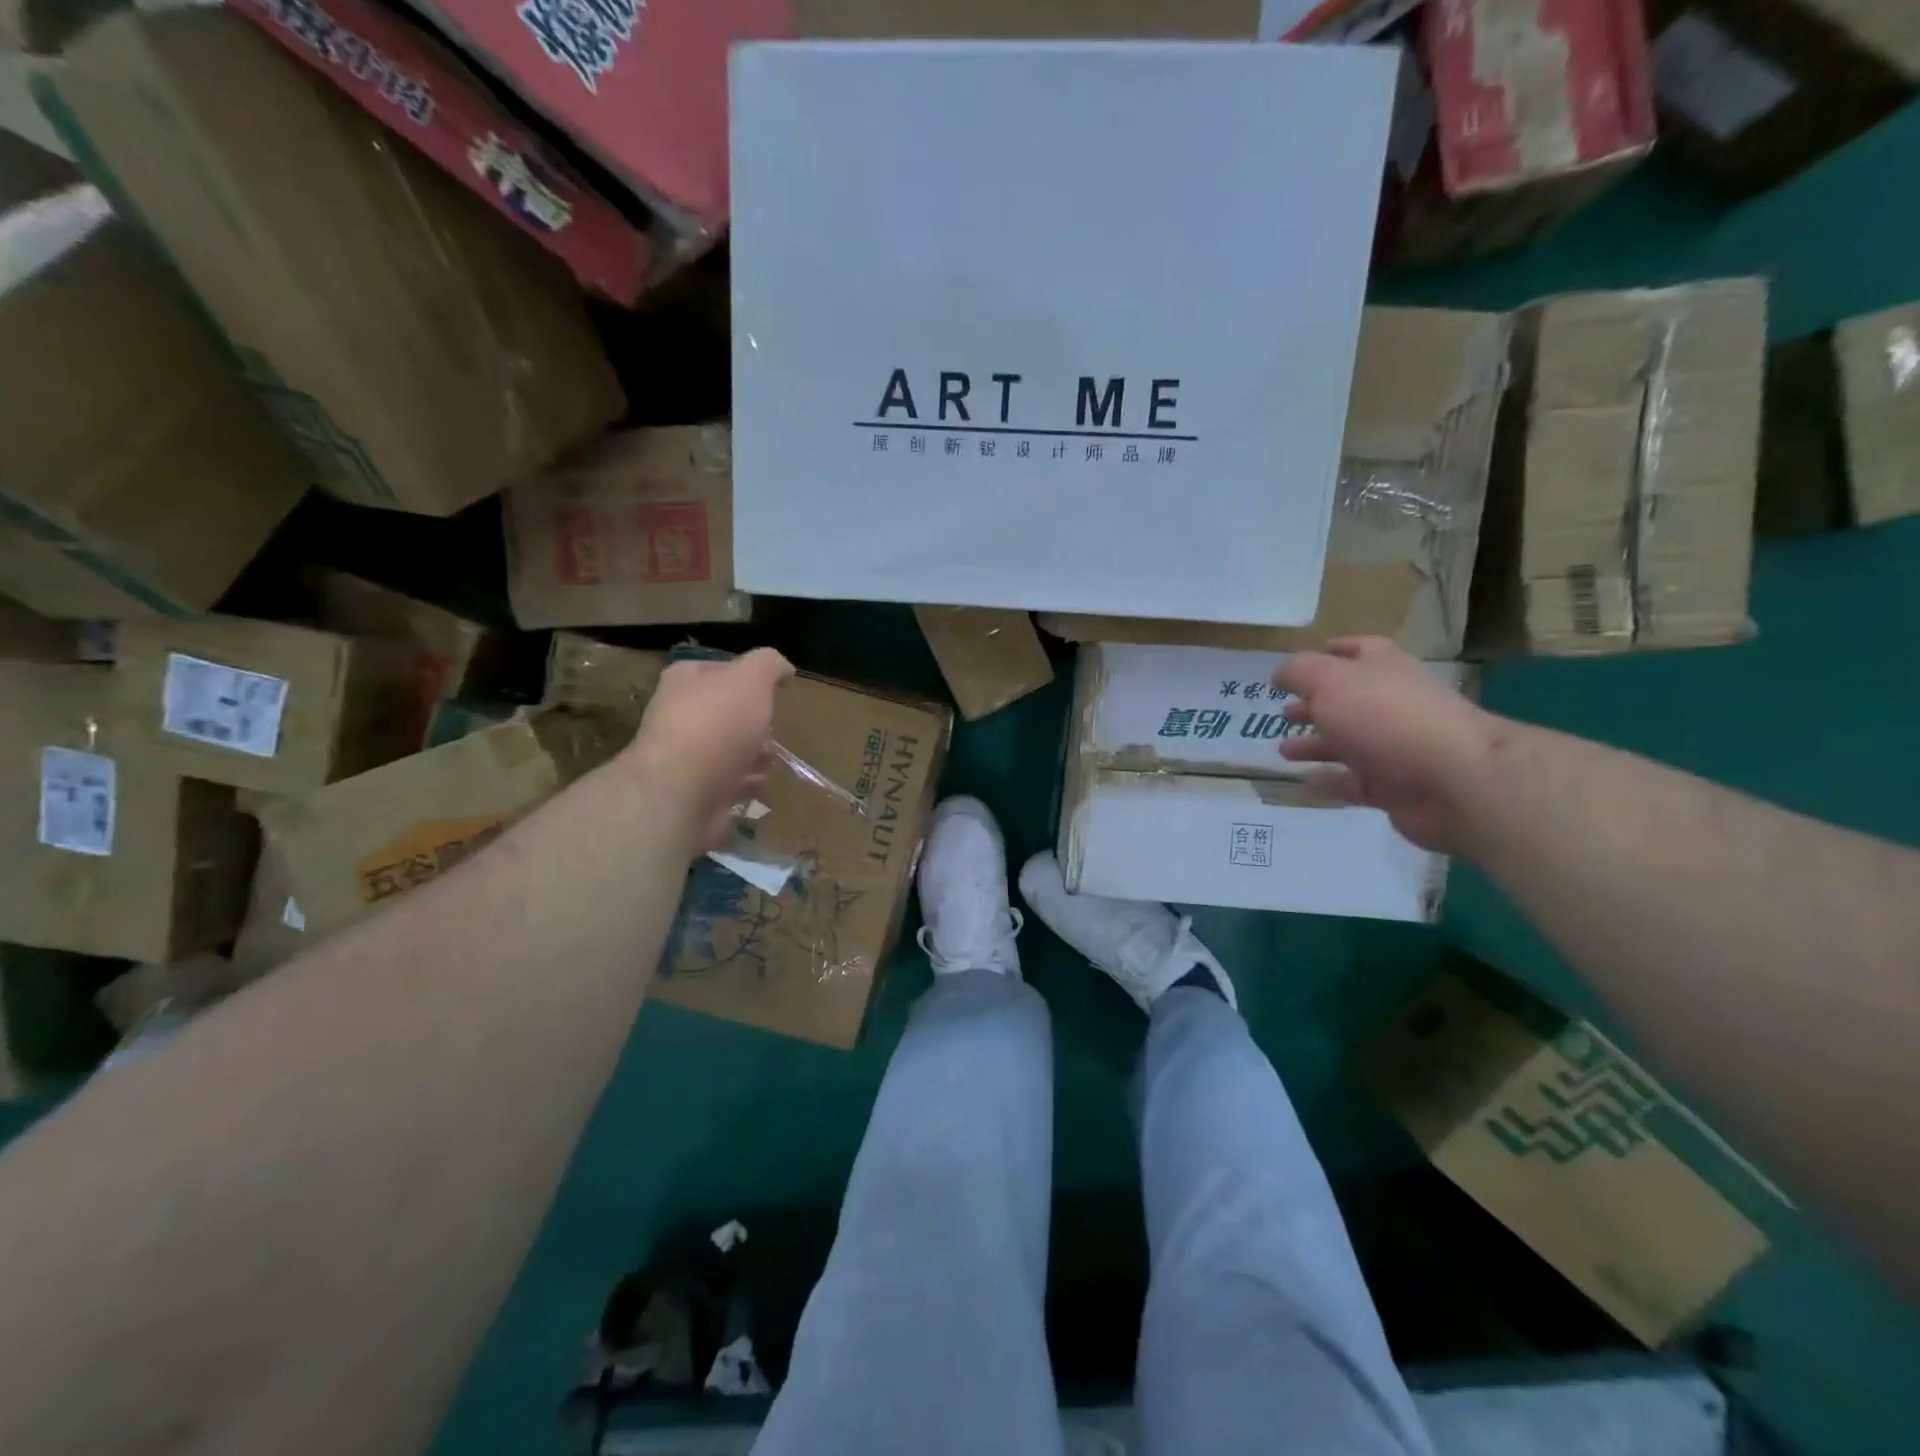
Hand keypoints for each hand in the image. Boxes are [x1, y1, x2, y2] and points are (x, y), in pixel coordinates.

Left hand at [625, 649, 794, 851]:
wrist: (683, 792)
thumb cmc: (717, 725)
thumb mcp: (751, 679)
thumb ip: (769, 664)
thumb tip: (783, 669)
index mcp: (686, 680)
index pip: (722, 668)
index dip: (751, 678)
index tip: (775, 691)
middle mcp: (681, 713)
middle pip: (732, 712)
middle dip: (758, 723)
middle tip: (768, 730)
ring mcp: (687, 754)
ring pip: (735, 748)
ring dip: (757, 755)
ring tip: (763, 761)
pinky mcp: (697, 789)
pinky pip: (732, 781)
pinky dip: (747, 783)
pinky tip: (753, 784)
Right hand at [1274, 637, 1499, 854]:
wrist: (1453, 779)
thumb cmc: (1385, 717)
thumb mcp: (1329, 681)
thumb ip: (1299, 672)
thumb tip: (1281, 674)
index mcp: (1383, 668)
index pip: (1357, 650)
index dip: (1330, 652)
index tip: (1298, 668)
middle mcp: (1392, 703)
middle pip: (1348, 700)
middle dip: (1315, 705)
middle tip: (1284, 713)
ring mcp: (1396, 746)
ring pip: (1348, 743)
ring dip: (1316, 745)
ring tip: (1284, 751)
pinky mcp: (1396, 786)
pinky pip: (1355, 783)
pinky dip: (1331, 781)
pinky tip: (1306, 782)